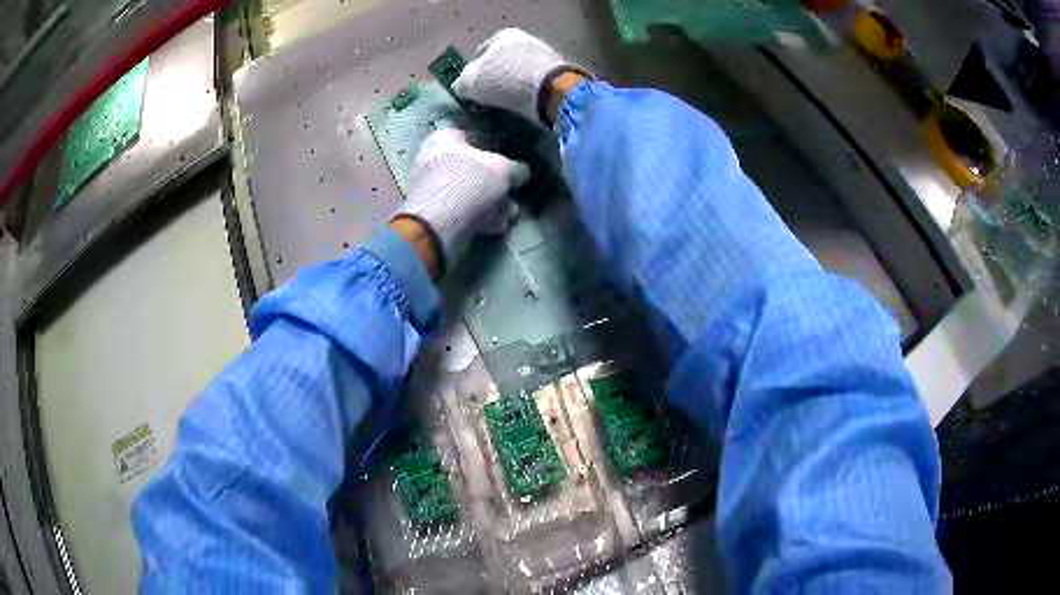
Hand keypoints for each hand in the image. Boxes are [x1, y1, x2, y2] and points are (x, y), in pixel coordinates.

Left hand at [394, 129, 529, 273]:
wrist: (437, 224)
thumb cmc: (468, 182)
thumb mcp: (503, 170)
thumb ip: (516, 169)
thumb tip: (523, 171)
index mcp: (443, 138)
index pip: (473, 136)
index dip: (495, 148)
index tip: (511, 160)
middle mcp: (432, 159)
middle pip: (471, 168)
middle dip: (495, 183)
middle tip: (513, 191)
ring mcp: (430, 189)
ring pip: (468, 192)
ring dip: (492, 203)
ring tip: (511, 213)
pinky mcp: (433, 214)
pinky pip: (461, 211)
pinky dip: (480, 217)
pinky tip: (498, 225)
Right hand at [453, 28, 591, 125]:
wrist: (550, 89)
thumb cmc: (504, 79)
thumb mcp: (470, 82)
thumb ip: (461, 83)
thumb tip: (461, 87)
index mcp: (503, 35)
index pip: (480, 54)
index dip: (473, 72)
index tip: (471, 90)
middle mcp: (525, 40)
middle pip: (502, 63)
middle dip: (495, 79)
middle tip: (488, 99)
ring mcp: (544, 55)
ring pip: (519, 73)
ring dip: (512, 88)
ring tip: (505, 105)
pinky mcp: (559, 74)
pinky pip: (535, 84)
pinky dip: (528, 93)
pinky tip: (523, 106)